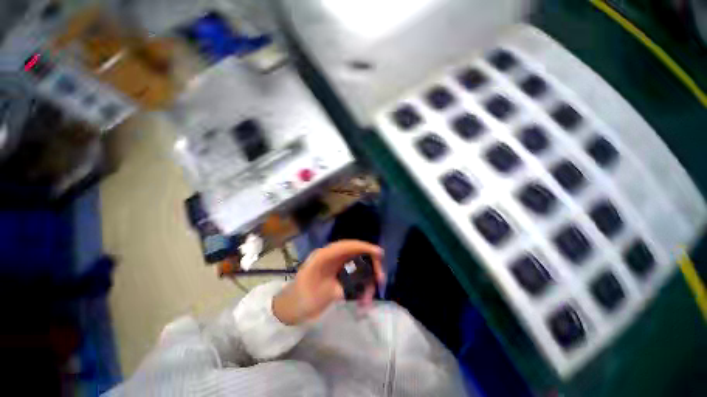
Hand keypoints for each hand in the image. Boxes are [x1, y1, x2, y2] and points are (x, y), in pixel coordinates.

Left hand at [273, 240, 384, 325]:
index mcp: (324, 256)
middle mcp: (332, 258)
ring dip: (367, 281)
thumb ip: (336, 289)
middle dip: (370, 265)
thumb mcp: (315, 295)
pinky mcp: (339, 276)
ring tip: (368, 300)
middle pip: (356, 255)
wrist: (290, 309)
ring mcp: (336, 267)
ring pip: (358, 267)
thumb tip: (357, 287)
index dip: (363, 247)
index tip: (379, 253)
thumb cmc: (299, 300)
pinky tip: (363, 301)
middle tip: (381, 279)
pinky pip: (355, 277)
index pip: (347, 246)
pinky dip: (361, 288)